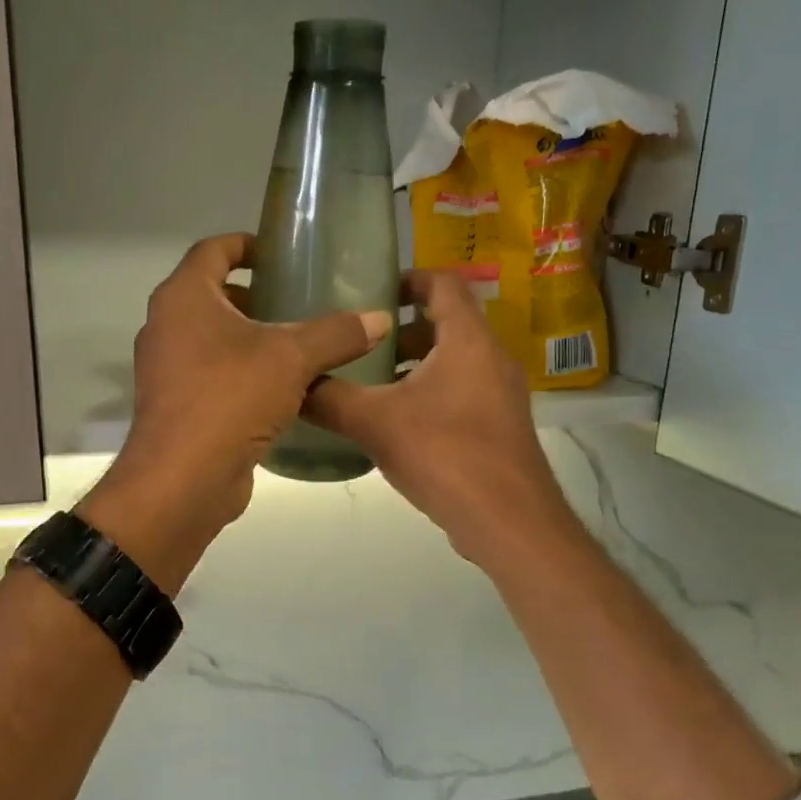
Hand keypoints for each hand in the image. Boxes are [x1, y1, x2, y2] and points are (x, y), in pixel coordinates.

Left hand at [79, 234, 390, 590]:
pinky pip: (213, 375)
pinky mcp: (178, 406)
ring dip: (251, 338)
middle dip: (256, 295)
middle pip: (213, 295)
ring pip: (213, 339)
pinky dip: (243, 373)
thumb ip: (336, 333)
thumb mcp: (291, 359)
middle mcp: (167, 326)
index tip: (281, 253)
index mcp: (184, 297)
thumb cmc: (230, 398)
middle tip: (299, 301)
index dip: (248, 244)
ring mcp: (167, 369)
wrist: (182, 480)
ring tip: (299, 345)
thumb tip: (380, 319)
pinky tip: (283, 389)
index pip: (213, 249)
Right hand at [303, 271, 577, 568]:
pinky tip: (396, 421)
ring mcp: (501, 394)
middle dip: (402, 329)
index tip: (371, 290)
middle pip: (448, 323)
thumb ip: (329, 399)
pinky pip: (462, 391)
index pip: (444, 283)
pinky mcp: (500, 426)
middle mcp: (492, 358)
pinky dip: (430, 392)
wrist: (508, 521)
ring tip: (370, 381)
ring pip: (454, 361)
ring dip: (415, 364)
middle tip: (360, 341)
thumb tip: (292, 383)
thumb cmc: (444, 454)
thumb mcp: (375, 422)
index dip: (408, 278)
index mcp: (468, 341)